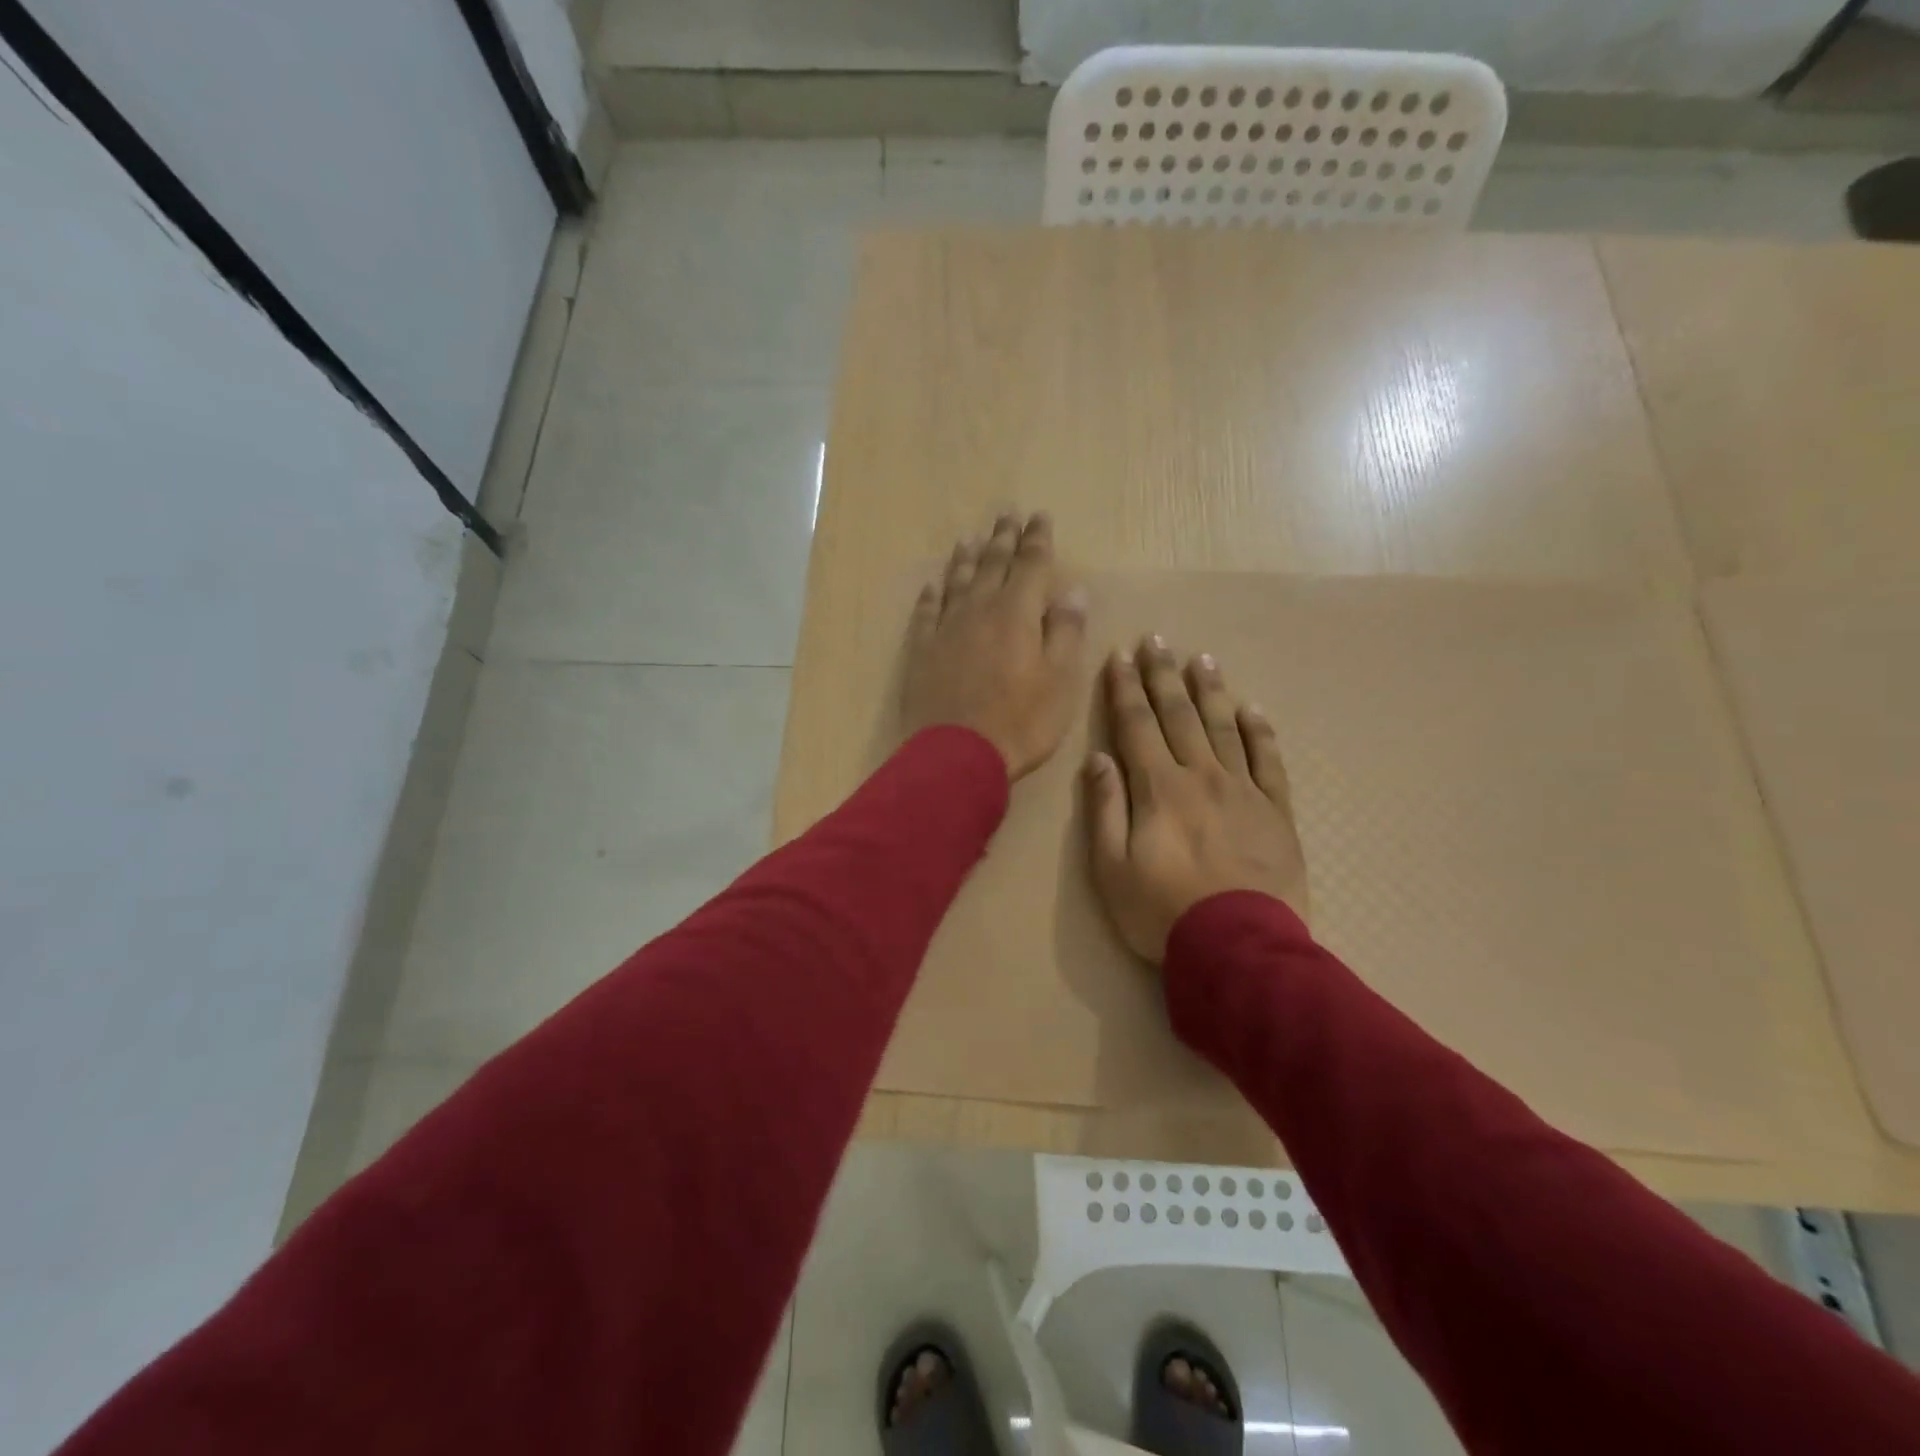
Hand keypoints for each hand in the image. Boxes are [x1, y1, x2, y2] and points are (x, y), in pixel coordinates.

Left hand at [900, 512, 1087, 780]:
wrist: (956, 756)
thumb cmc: (1020, 722)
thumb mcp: (1060, 681)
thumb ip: (1065, 632)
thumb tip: (1072, 592)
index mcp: (1017, 613)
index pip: (1031, 565)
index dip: (1037, 539)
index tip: (1039, 516)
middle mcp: (979, 610)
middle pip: (993, 565)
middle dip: (1003, 538)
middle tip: (1006, 513)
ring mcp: (946, 629)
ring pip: (958, 582)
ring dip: (966, 559)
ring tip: (970, 538)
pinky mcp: (922, 651)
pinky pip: (927, 612)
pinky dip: (932, 594)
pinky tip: (933, 585)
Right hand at [1085, 637, 1309, 962]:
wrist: (1240, 948)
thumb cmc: (1162, 912)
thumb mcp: (1111, 868)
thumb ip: (1105, 809)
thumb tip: (1099, 759)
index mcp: (1159, 788)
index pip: (1137, 726)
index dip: (1126, 688)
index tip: (1120, 655)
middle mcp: (1202, 777)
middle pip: (1179, 716)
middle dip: (1163, 676)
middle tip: (1157, 640)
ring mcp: (1244, 791)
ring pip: (1225, 728)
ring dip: (1210, 692)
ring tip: (1201, 660)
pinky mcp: (1276, 812)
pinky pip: (1269, 762)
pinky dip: (1261, 732)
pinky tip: (1253, 710)